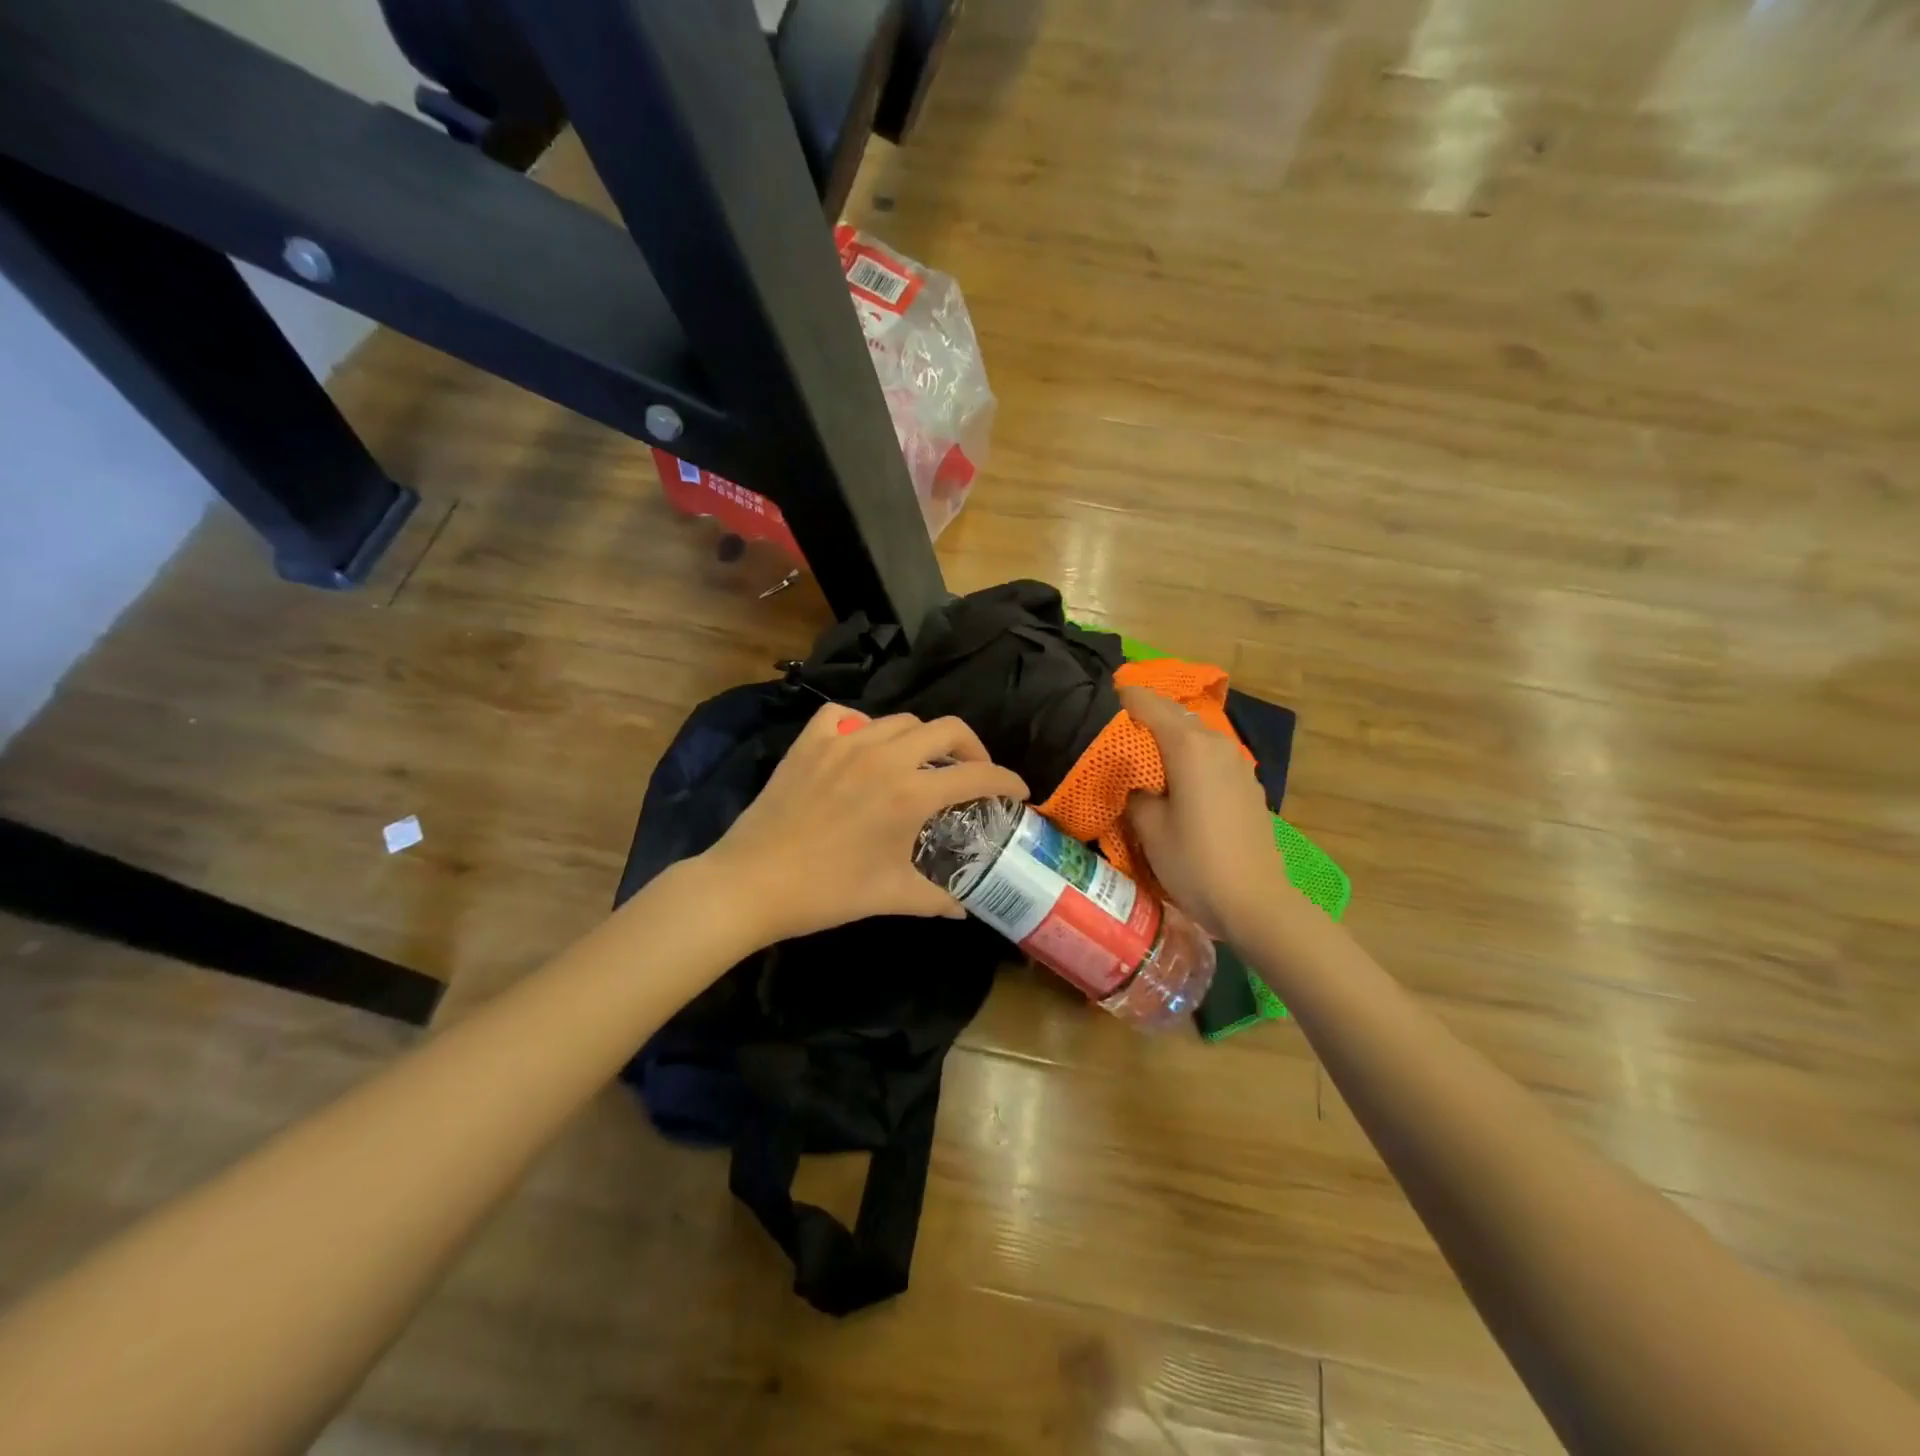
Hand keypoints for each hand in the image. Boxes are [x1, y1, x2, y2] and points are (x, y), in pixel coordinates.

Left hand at [703, 702, 1028, 942]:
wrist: (752, 883)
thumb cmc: (827, 892)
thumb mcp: (891, 895)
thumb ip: (937, 899)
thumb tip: (965, 909)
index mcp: (909, 792)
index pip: (977, 774)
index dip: (1007, 780)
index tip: (1018, 791)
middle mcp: (883, 756)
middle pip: (947, 728)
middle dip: (973, 748)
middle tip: (973, 773)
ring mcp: (844, 742)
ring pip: (901, 721)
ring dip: (923, 739)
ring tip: (921, 765)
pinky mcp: (811, 742)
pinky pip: (846, 716)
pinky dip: (864, 726)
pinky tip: (865, 750)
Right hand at [1120, 685, 1287, 939]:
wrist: (1255, 902)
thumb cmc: (1194, 862)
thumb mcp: (1149, 828)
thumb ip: (1135, 793)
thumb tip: (1137, 782)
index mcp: (1188, 746)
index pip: (1148, 704)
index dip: (1123, 698)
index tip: (1100, 699)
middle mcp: (1216, 744)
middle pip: (1175, 713)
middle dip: (1146, 712)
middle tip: (1116, 723)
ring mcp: (1237, 763)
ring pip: (1196, 733)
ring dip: (1170, 733)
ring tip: (1143, 747)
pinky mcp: (1248, 784)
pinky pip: (1211, 755)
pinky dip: (1190, 753)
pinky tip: (1177, 774)